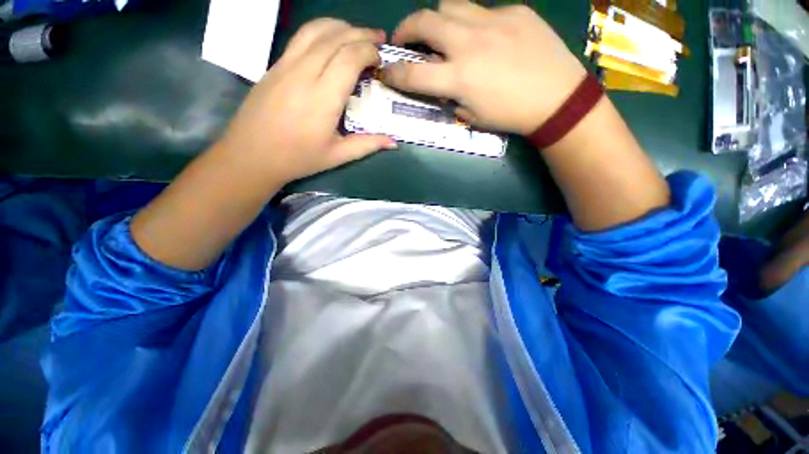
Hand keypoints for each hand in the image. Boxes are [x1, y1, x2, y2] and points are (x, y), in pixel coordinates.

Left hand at [219, 19, 395, 186]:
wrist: (251, 154)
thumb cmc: (298, 159)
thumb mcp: (337, 156)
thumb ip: (367, 145)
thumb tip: (393, 142)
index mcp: (323, 98)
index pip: (349, 58)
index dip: (368, 51)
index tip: (380, 58)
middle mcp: (304, 74)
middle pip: (336, 38)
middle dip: (360, 33)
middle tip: (378, 39)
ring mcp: (286, 65)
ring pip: (316, 30)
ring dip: (340, 26)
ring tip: (357, 33)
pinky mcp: (275, 65)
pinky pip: (300, 37)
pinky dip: (321, 30)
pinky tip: (330, 39)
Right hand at [382, 0, 585, 134]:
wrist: (557, 98)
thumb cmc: (510, 116)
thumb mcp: (472, 117)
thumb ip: (450, 97)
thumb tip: (439, 83)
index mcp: (459, 78)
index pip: (413, 74)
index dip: (394, 73)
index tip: (386, 71)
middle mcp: (470, 43)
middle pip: (424, 21)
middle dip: (406, 29)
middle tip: (405, 40)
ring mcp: (493, 21)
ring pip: (450, 5)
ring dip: (438, 19)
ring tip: (442, 34)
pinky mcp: (515, 11)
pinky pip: (483, 11)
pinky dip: (473, 24)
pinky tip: (485, 39)